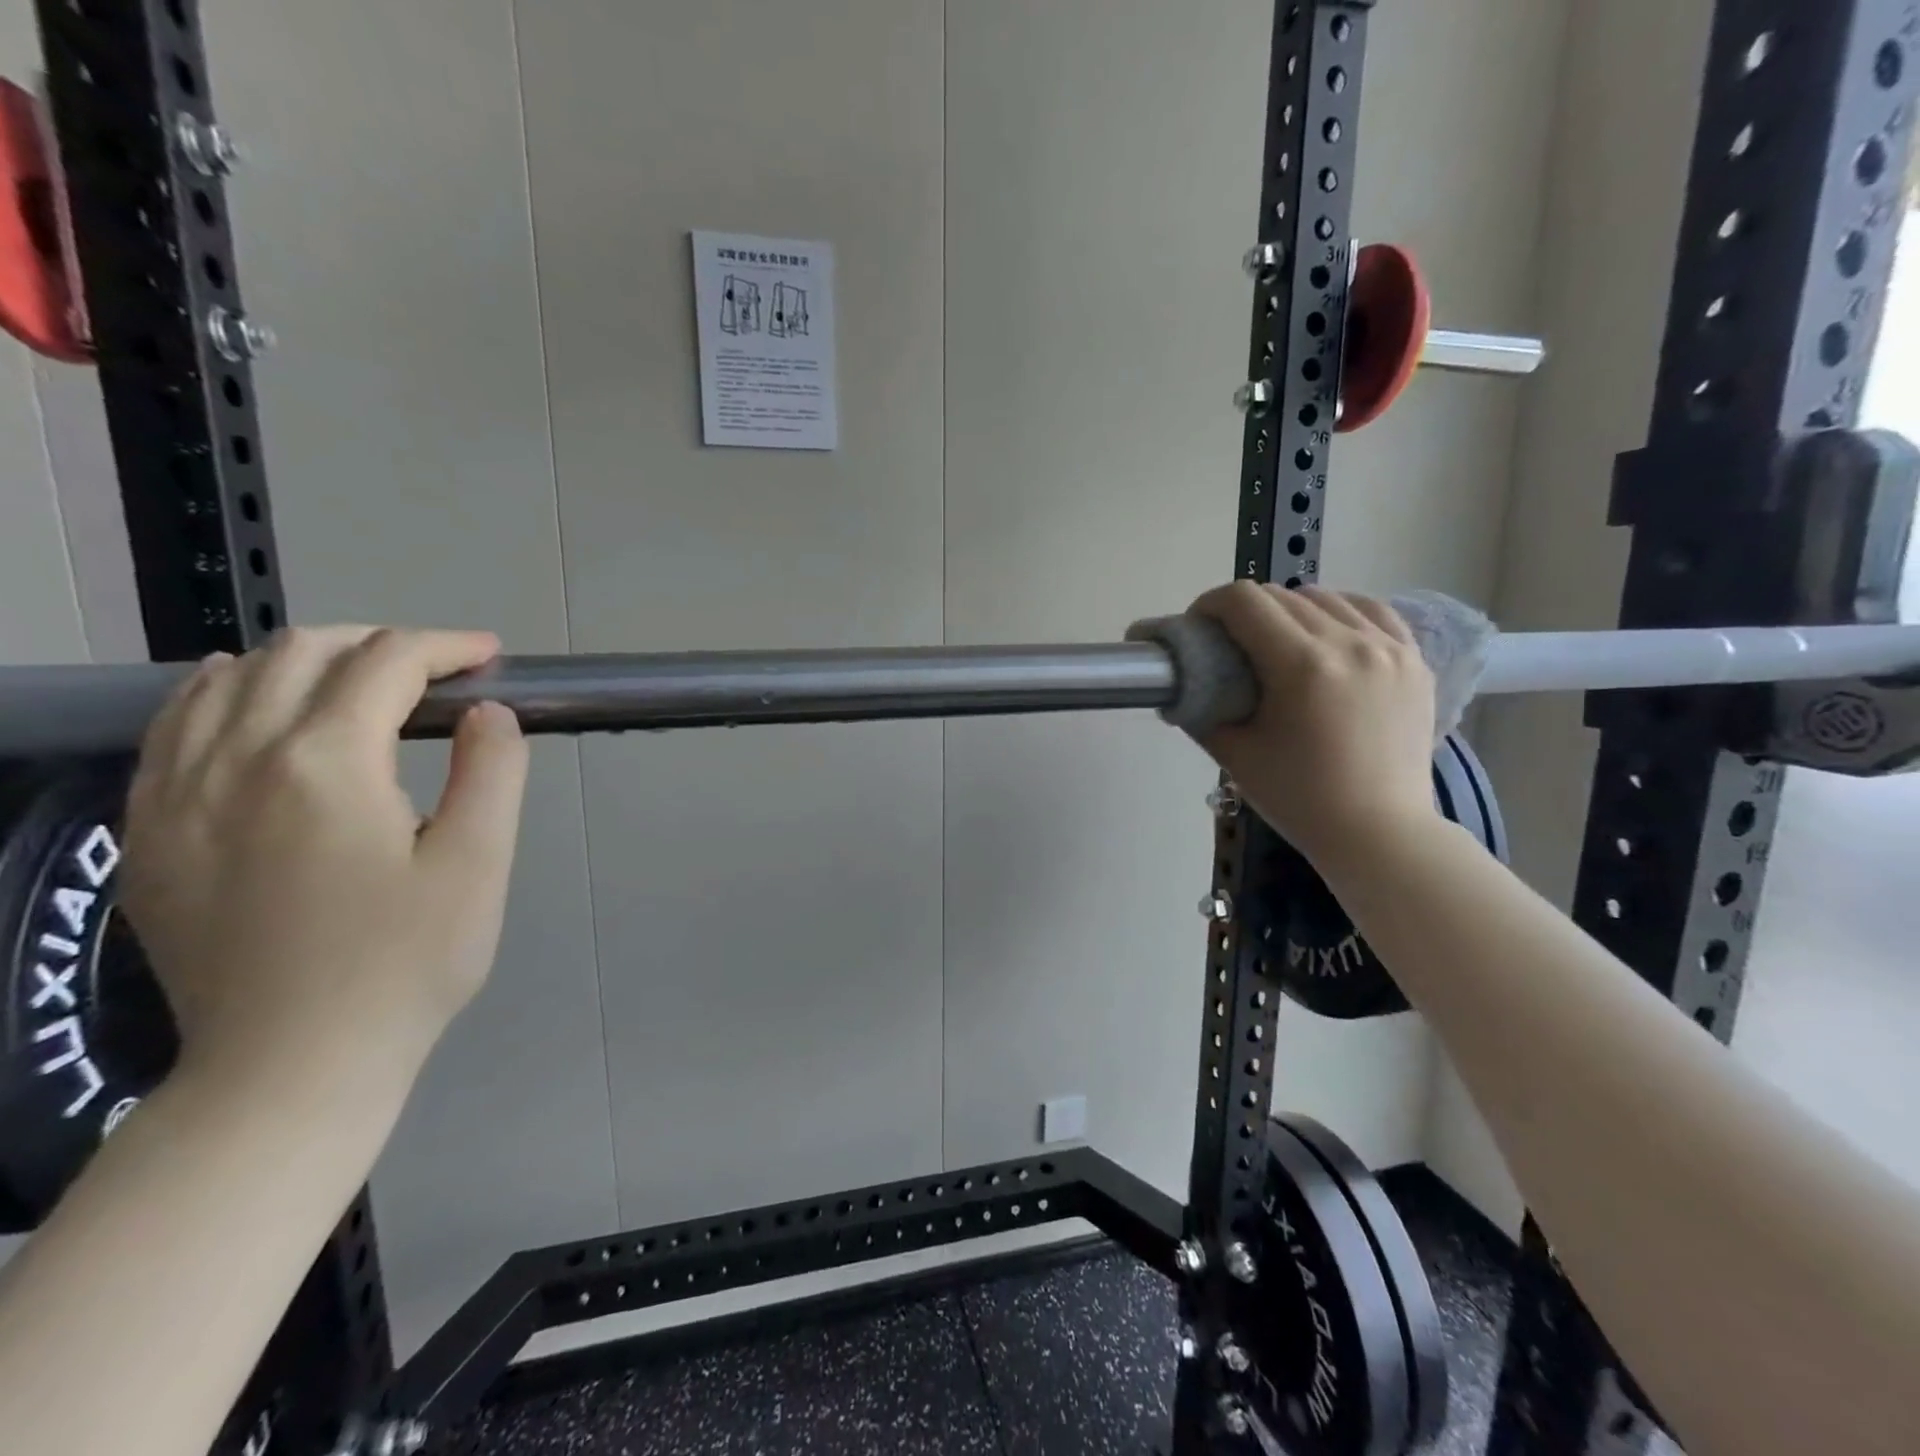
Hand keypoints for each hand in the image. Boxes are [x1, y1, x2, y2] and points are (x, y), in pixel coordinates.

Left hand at [120, 626, 529, 1094]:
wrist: (292, 1065)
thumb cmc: (406, 963)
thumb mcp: (479, 864)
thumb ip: (492, 772)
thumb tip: (487, 711)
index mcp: (325, 763)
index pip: (386, 663)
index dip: (446, 647)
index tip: (490, 658)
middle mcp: (236, 759)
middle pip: (301, 653)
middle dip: (380, 643)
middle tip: (437, 673)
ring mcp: (175, 796)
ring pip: (225, 679)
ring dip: (302, 660)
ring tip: (358, 682)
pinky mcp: (148, 834)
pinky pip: (173, 728)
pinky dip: (224, 695)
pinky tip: (257, 710)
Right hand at [1189, 582, 1437, 865]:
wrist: (1379, 833)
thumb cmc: (1299, 799)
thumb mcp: (1235, 754)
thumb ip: (1203, 710)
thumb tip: (1185, 683)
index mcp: (1302, 665)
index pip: (1245, 602)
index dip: (1210, 604)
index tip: (1198, 625)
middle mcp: (1349, 643)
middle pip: (1282, 596)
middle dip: (1244, 610)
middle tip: (1228, 641)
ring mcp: (1389, 648)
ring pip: (1327, 597)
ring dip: (1290, 609)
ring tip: (1277, 640)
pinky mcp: (1413, 660)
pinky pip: (1372, 612)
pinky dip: (1339, 612)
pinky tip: (1326, 633)